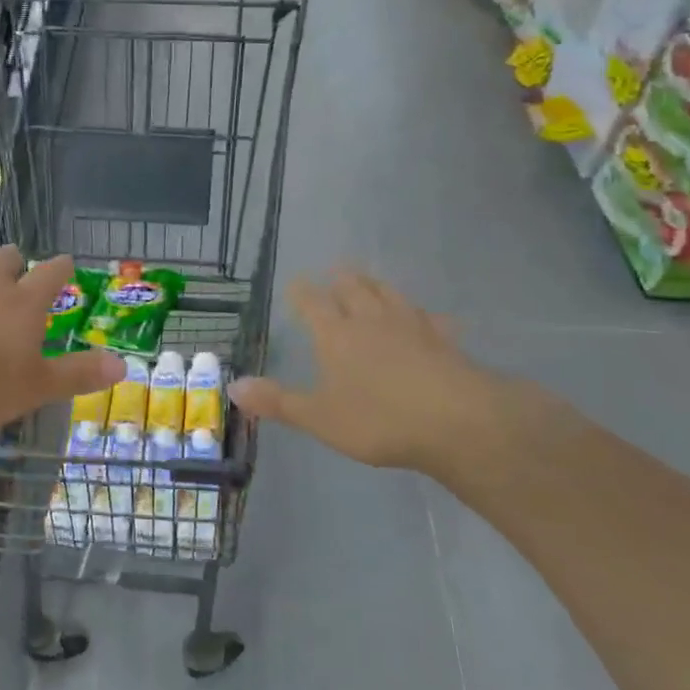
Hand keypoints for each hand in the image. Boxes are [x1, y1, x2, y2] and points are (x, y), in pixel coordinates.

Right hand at [228, 270, 526, 485]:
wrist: (456, 420)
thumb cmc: (378, 420)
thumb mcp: (319, 417)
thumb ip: (277, 401)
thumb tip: (232, 386)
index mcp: (336, 335)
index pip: (313, 303)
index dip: (302, 292)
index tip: (297, 281)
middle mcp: (370, 320)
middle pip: (353, 289)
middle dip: (341, 279)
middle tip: (336, 269)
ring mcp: (410, 326)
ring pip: (389, 295)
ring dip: (376, 285)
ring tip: (371, 279)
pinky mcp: (443, 339)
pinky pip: (431, 320)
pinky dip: (424, 315)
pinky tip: (429, 317)